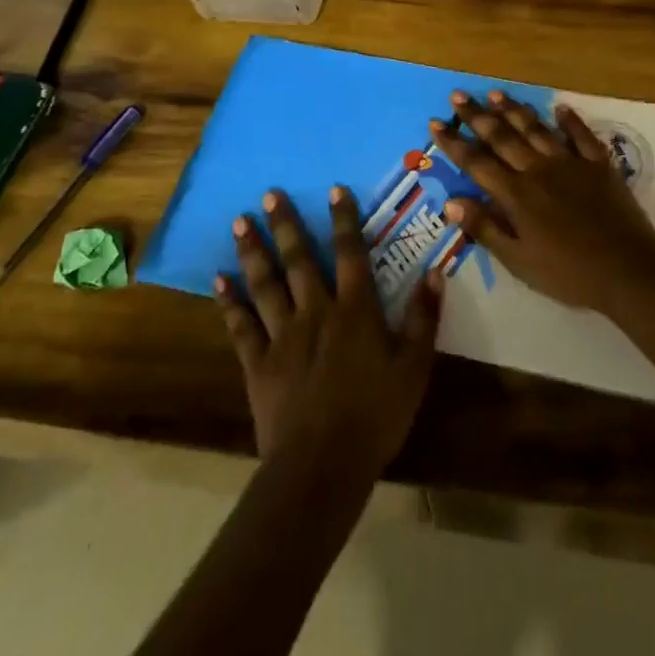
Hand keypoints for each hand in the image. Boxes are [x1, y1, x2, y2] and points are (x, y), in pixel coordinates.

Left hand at [215, 187, 441, 480]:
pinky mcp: (258, 364)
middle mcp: (316, 312)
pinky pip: (242, 327)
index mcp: (355, 311)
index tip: (333, 189)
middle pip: (300, 261)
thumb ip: (422, 317)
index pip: (350, 253)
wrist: (322, 466)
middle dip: (286, 225)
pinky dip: (230, 302)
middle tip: (269, 194)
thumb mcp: (414, 367)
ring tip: (240, 222)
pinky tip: (219, 280)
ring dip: (253, 252)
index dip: (343, 220)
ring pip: (266, 285)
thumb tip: (435, 271)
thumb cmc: (375, 415)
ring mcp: (283, 336)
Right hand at [430, 91, 654, 313]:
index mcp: (516, 195)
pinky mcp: (599, 164)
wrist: (627, 270)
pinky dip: (570, 120)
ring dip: (514, 110)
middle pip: (502, 137)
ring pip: (536, 129)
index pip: (477, 162)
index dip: (454, 142)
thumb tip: (450, 202)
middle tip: (458, 95)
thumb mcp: (519, 261)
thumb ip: (485, 229)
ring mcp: (570, 163)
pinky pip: (581, 136)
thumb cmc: (568, 273)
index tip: (436, 122)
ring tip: (495, 93)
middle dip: (477, 115)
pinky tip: (560, 107)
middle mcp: (538, 170)